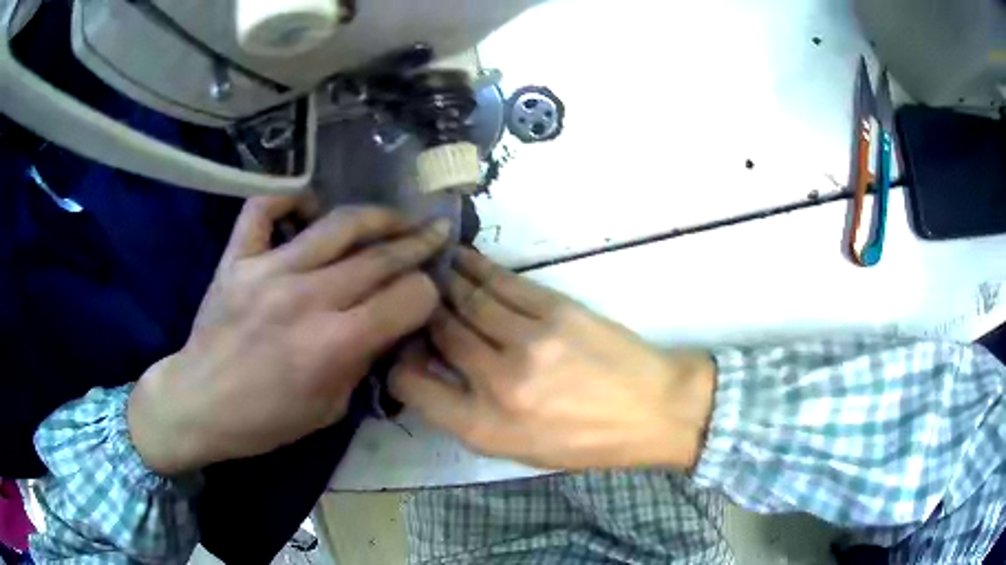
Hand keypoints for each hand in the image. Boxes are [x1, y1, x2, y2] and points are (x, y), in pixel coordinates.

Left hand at [128, 197, 449, 474]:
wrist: (200, 404)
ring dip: (377, 216)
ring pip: (337, 223)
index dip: (428, 292)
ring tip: (395, 217)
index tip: (429, 290)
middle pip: (381, 256)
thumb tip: (385, 322)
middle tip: (437, 232)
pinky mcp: (237, 258)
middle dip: (419, 243)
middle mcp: (307, 297)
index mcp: (335, 344)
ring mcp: (268, 270)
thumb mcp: (330, 409)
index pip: (407, 298)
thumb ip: (362, 360)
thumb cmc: (266, 420)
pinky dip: (290, 199)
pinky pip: (265, 209)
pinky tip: (309, 208)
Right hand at [391, 248, 715, 470]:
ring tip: (428, 268)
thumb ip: (467, 413)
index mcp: (484, 428)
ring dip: (443, 281)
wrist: (653, 410)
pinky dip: (476, 268)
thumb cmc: (585, 440)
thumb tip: (433, 366)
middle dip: (418, 311)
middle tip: (408, 293)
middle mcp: (498, 383)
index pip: (412, 385)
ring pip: (466, 300)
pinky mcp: (555, 310)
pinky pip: (501, 282)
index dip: (398, 360)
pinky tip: (460, 258)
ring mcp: (527, 341)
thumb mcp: (517, 449)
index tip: (401, 345)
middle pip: (438, 332)